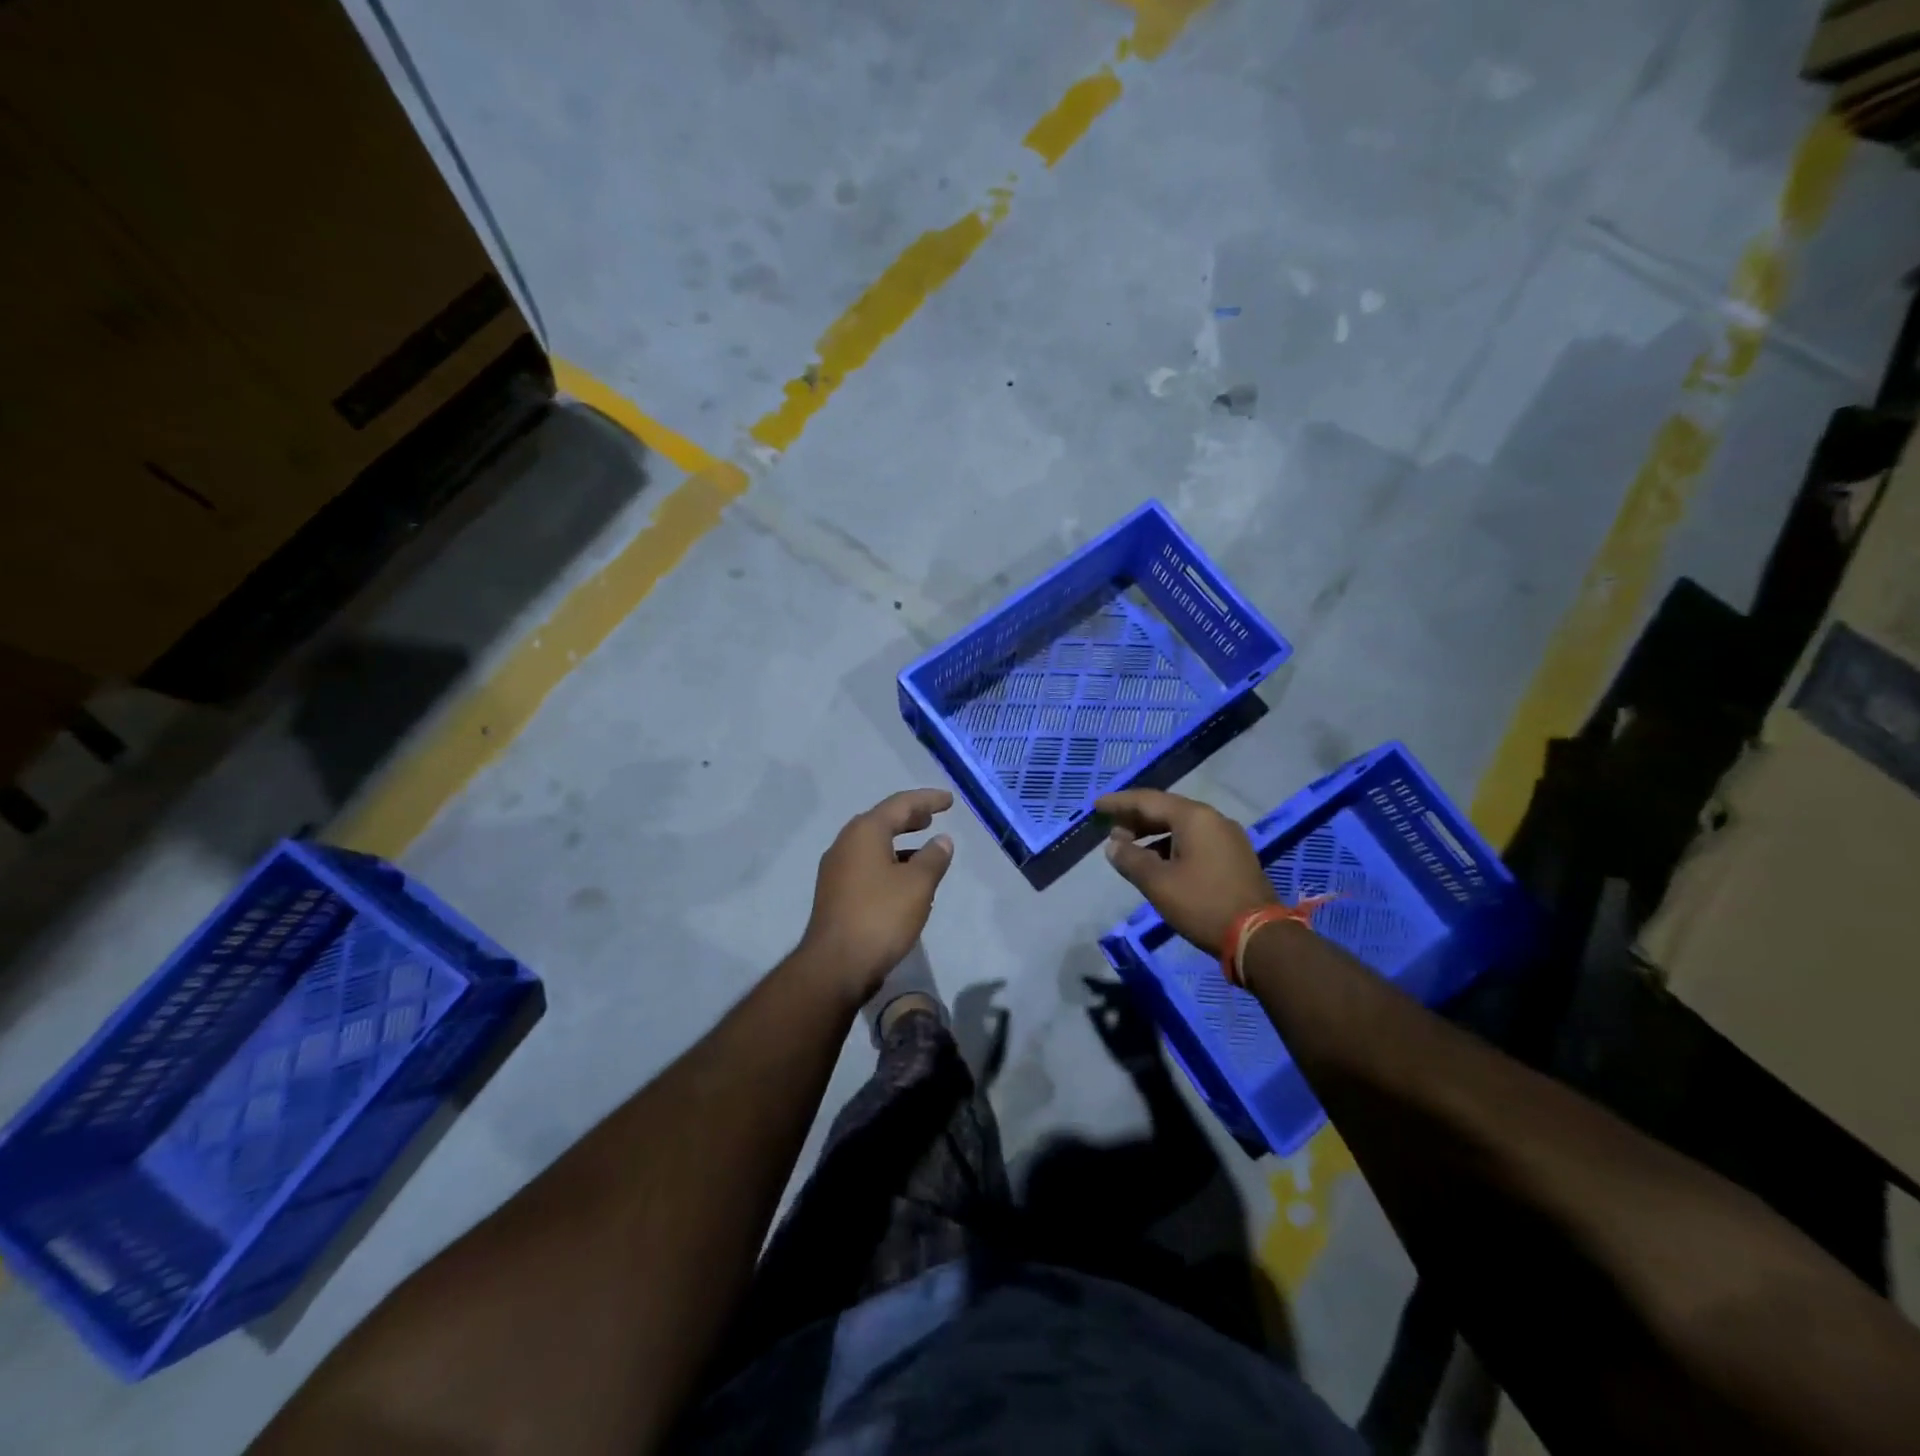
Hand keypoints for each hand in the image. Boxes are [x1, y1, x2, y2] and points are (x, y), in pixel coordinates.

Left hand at [799, 788, 954, 1000]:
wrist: (836, 965)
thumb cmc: (881, 916)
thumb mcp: (918, 885)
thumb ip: (933, 858)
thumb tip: (941, 840)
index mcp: (864, 833)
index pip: (900, 804)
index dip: (927, 800)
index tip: (949, 800)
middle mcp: (846, 844)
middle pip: (882, 821)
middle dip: (909, 817)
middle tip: (932, 817)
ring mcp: (836, 870)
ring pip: (873, 845)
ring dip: (899, 842)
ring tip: (924, 849)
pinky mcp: (836, 893)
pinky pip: (867, 866)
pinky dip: (889, 863)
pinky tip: (905, 881)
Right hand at [1097, 789, 1273, 956]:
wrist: (1260, 937)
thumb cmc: (1203, 904)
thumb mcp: (1158, 883)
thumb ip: (1131, 859)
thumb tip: (1113, 846)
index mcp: (1194, 817)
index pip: (1148, 800)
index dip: (1119, 803)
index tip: (1096, 806)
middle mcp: (1213, 819)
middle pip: (1166, 810)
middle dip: (1136, 819)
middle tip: (1111, 831)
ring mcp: (1228, 838)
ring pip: (1182, 826)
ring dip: (1153, 834)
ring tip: (1130, 849)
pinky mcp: (1235, 857)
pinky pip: (1195, 840)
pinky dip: (1171, 845)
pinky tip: (1158, 863)